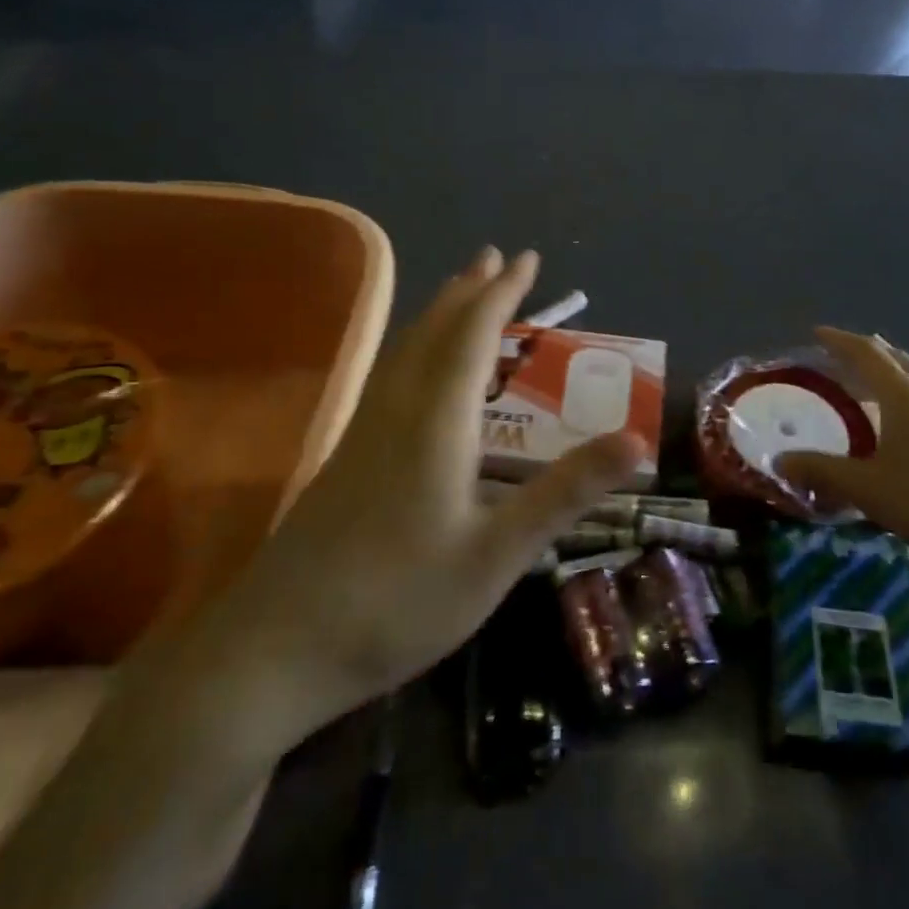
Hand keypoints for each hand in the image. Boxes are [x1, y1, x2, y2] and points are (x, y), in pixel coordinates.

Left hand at [157, 248, 643, 765]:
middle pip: (434, 331)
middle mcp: (397, 410)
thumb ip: (565, 493)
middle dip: (469, 290)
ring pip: (406, 351)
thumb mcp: (497, 555)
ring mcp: (363, 432)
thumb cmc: (397, 602)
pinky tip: (417, 371)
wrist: (272, 651)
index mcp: (436, 421)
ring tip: (461, 293)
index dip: (503, 293)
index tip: (527, 258)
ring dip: (439, 313)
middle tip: (495, 257)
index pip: (474, 335)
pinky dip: (418, 348)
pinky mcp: (346, 457)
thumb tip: (635, 439)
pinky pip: (391, 375)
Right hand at [777, 328, 908, 577]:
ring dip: (890, 374)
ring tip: (869, 386)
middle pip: (895, 358)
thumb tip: (778, 461)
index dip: (839, 340)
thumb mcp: (869, 489)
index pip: (865, 352)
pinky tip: (906, 425)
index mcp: (904, 394)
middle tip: (838, 357)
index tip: (816, 333)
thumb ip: (821, 471)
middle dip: (865, 352)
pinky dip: (908, 396)